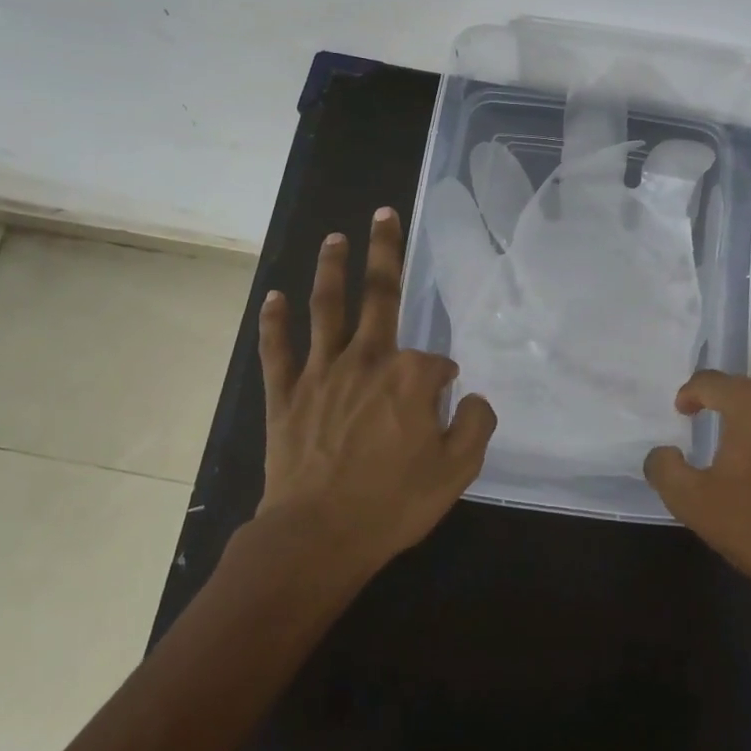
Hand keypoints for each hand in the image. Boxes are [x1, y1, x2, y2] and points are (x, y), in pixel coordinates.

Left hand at [256, 207, 496, 570]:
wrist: (318, 536)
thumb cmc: (392, 503)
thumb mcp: (457, 471)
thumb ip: (475, 425)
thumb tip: (472, 397)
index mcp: (410, 377)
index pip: (436, 362)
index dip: (444, 381)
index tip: (443, 405)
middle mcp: (367, 359)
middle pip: (380, 295)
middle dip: (385, 252)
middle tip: (383, 214)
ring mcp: (321, 372)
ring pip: (327, 308)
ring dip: (331, 269)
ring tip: (335, 237)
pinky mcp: (285, 393)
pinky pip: (278, 349)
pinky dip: (275, 321)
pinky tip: (274, 296)